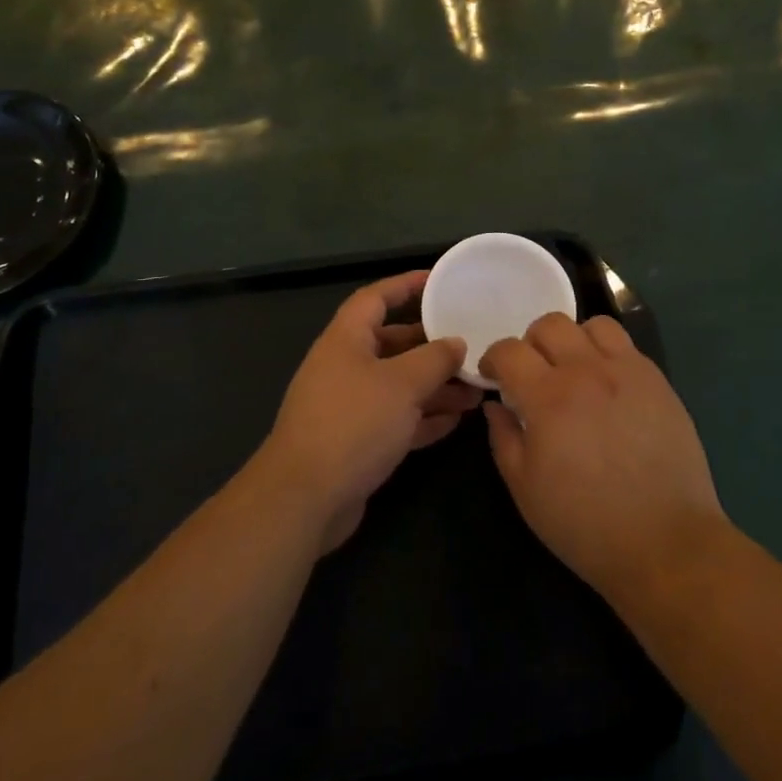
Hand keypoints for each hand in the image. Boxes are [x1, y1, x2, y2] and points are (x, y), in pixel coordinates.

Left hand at [259, 270, 479, 552]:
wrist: (305, 498)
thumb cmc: (353, 424)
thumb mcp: (402, 384)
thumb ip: (435, 359)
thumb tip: (456, 343)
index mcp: (346, 340)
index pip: (376, 298)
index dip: (406, 285)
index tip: (439, 281)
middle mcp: (345, 367)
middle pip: (392, 344)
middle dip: (432, 346)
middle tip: (471, 346)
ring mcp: (349, 406)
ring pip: (399, 385)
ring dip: (435, 386)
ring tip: (476, 390)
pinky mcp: (356, 442)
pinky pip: (396, 419)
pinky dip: (423, 418)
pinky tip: (456, 421)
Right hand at [482, 313, 725, 600]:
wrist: (664, 541)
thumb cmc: (584, 523)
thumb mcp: (525, 488)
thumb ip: (503, 437)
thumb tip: (496, 404)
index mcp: (548, 397)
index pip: (510, 350)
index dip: (493, 358)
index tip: (494, 377)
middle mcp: (587, 371)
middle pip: (550, 324)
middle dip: (530, 343)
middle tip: (532, 374)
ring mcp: (628, 371)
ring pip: (593, 325)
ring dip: (573, 340)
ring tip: (573, 371)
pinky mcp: (658, 381)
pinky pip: (626, 345)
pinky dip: (607, 353)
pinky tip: (607, 386)